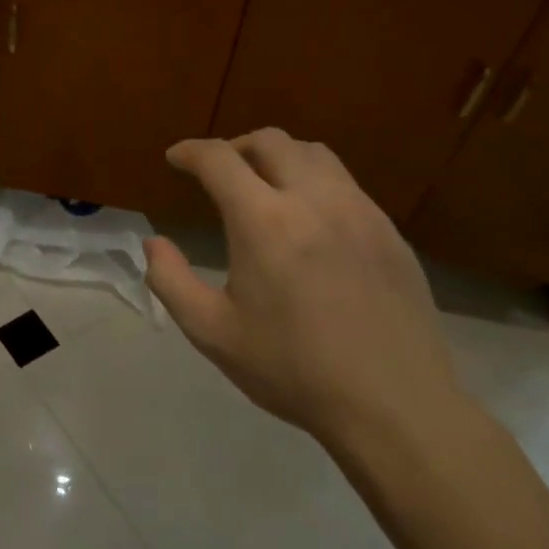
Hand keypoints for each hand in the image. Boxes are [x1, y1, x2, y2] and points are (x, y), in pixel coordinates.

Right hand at [144, 129, 461, 449]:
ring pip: (314, 154)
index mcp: (264, 222)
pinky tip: (309, 219)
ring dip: (278, 156)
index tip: (175, 158)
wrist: (394, 406)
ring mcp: (360, 213)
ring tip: (263, 183)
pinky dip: (314, 181)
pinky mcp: (390, 232)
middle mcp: (314, 201)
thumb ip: (170, 280)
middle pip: (271, 141)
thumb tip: (154, 243)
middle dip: (235, 146)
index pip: (219, 159)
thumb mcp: (211, 332)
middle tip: (217, 171)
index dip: (190, 152)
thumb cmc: (292, 370)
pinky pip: (346, 184)